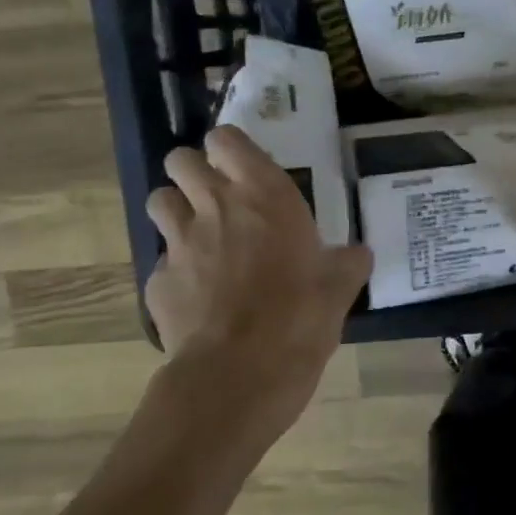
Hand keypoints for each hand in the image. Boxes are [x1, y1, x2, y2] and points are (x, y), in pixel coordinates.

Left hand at [144, 127, 370, 439]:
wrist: (240, 375)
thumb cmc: (300, 317)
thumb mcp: (340, 287)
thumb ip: (347, 262)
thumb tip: (358, 253)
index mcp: (264, 195)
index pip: (227, 139)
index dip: (230, 148)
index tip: (243, 166)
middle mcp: (215, 206)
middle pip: (180, 160)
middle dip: (193, 170)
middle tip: (217, 196)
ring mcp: (179, 243)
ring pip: (158, 200)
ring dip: (176, 209)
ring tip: (200, 235)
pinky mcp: (157, 283)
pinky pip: (161, 262)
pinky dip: (176, 271)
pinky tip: (198, 295)